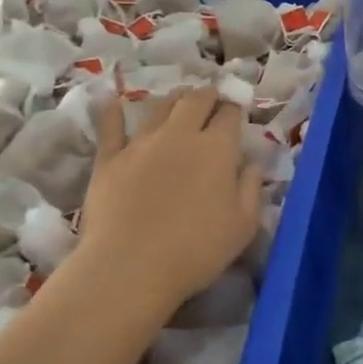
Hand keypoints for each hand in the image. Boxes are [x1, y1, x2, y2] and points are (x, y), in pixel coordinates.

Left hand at [64, 86, 261, 316]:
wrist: (130, 268)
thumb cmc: (196, 250)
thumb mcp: (243, 226)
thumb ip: (252, 189)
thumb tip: (254, 165)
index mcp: (217, 148)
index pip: (230, 114)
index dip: (235, 110)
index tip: (237, 115)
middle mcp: (180, 134)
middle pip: (196, 100)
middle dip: (207, 95)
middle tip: (212, 99)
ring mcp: (141, 144)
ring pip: (159, 107)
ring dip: (174, 99)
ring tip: (179, 99)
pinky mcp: (109, 159)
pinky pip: (110, 127)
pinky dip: (114, 112)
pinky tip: (114, 102)